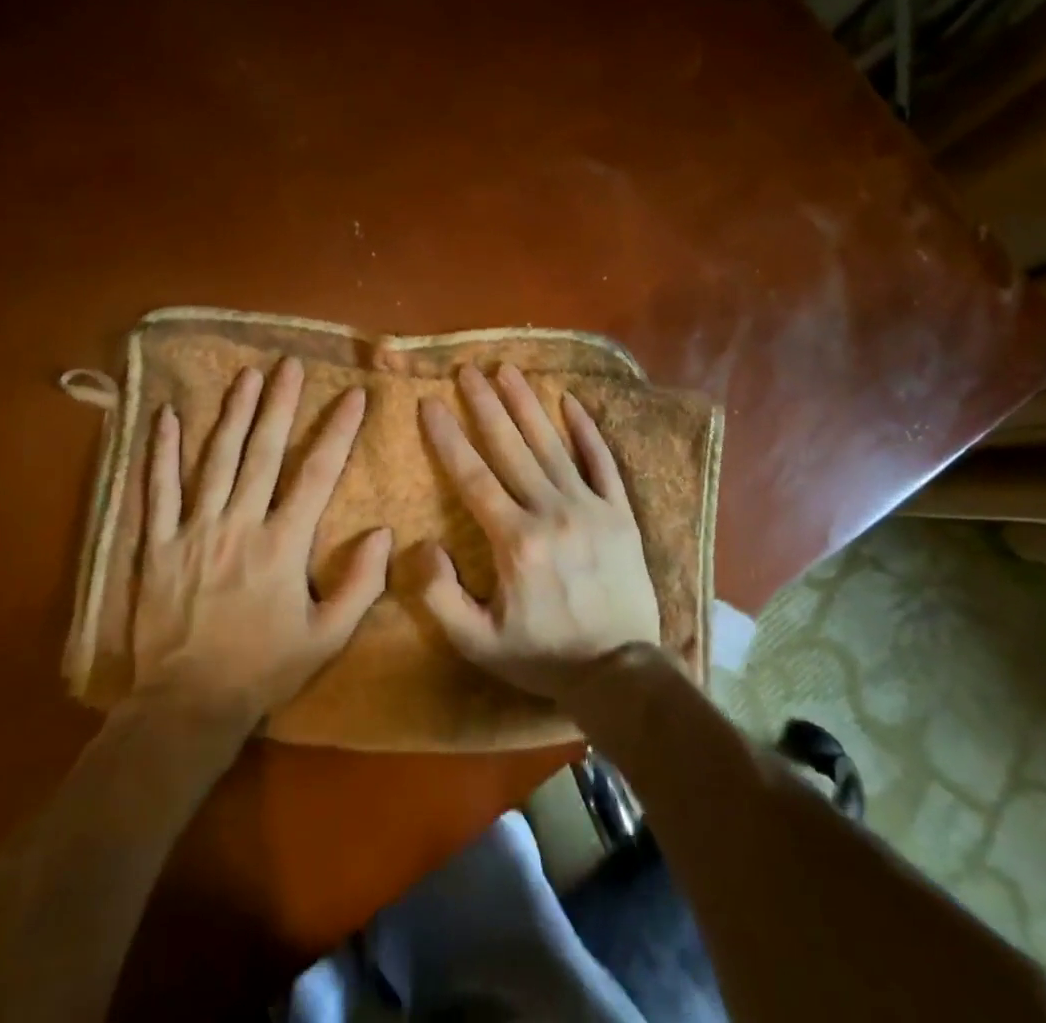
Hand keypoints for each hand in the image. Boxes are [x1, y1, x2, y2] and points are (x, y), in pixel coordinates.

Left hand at [130, 357, 390, 729]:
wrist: (187, 706)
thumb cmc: (263, 669)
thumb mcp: (327, 638)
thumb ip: (360, 584)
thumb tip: (382, 532)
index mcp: (283, 545)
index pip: (317, 474)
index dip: (338, 430)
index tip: (353, 394)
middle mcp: (239, 524)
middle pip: (262, 452)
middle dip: (279, 404)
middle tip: (289, 364)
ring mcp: (193, 530)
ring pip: (215, 459)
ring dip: (232, 414)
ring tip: (245, 376)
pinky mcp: (157, 544)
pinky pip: (157, 490)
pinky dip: (161, 451)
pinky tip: (164, 416)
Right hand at [416, 363, 660, 702]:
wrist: (621, 674)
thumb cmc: (543, 656)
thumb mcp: (478, 642)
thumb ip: (441, 596)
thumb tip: (424, 544)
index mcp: (515, 541)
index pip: (472, 476)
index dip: (447, 437)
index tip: (430, 403)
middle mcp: (551, 512)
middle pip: (510, 447)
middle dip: (485, 405)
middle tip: (467, 370)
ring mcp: (590, 508)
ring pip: (552, 445)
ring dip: (527, 404)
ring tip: (507, 370)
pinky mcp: (620, 513)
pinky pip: (601, 461)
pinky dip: (586, 430)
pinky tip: (570, 401)